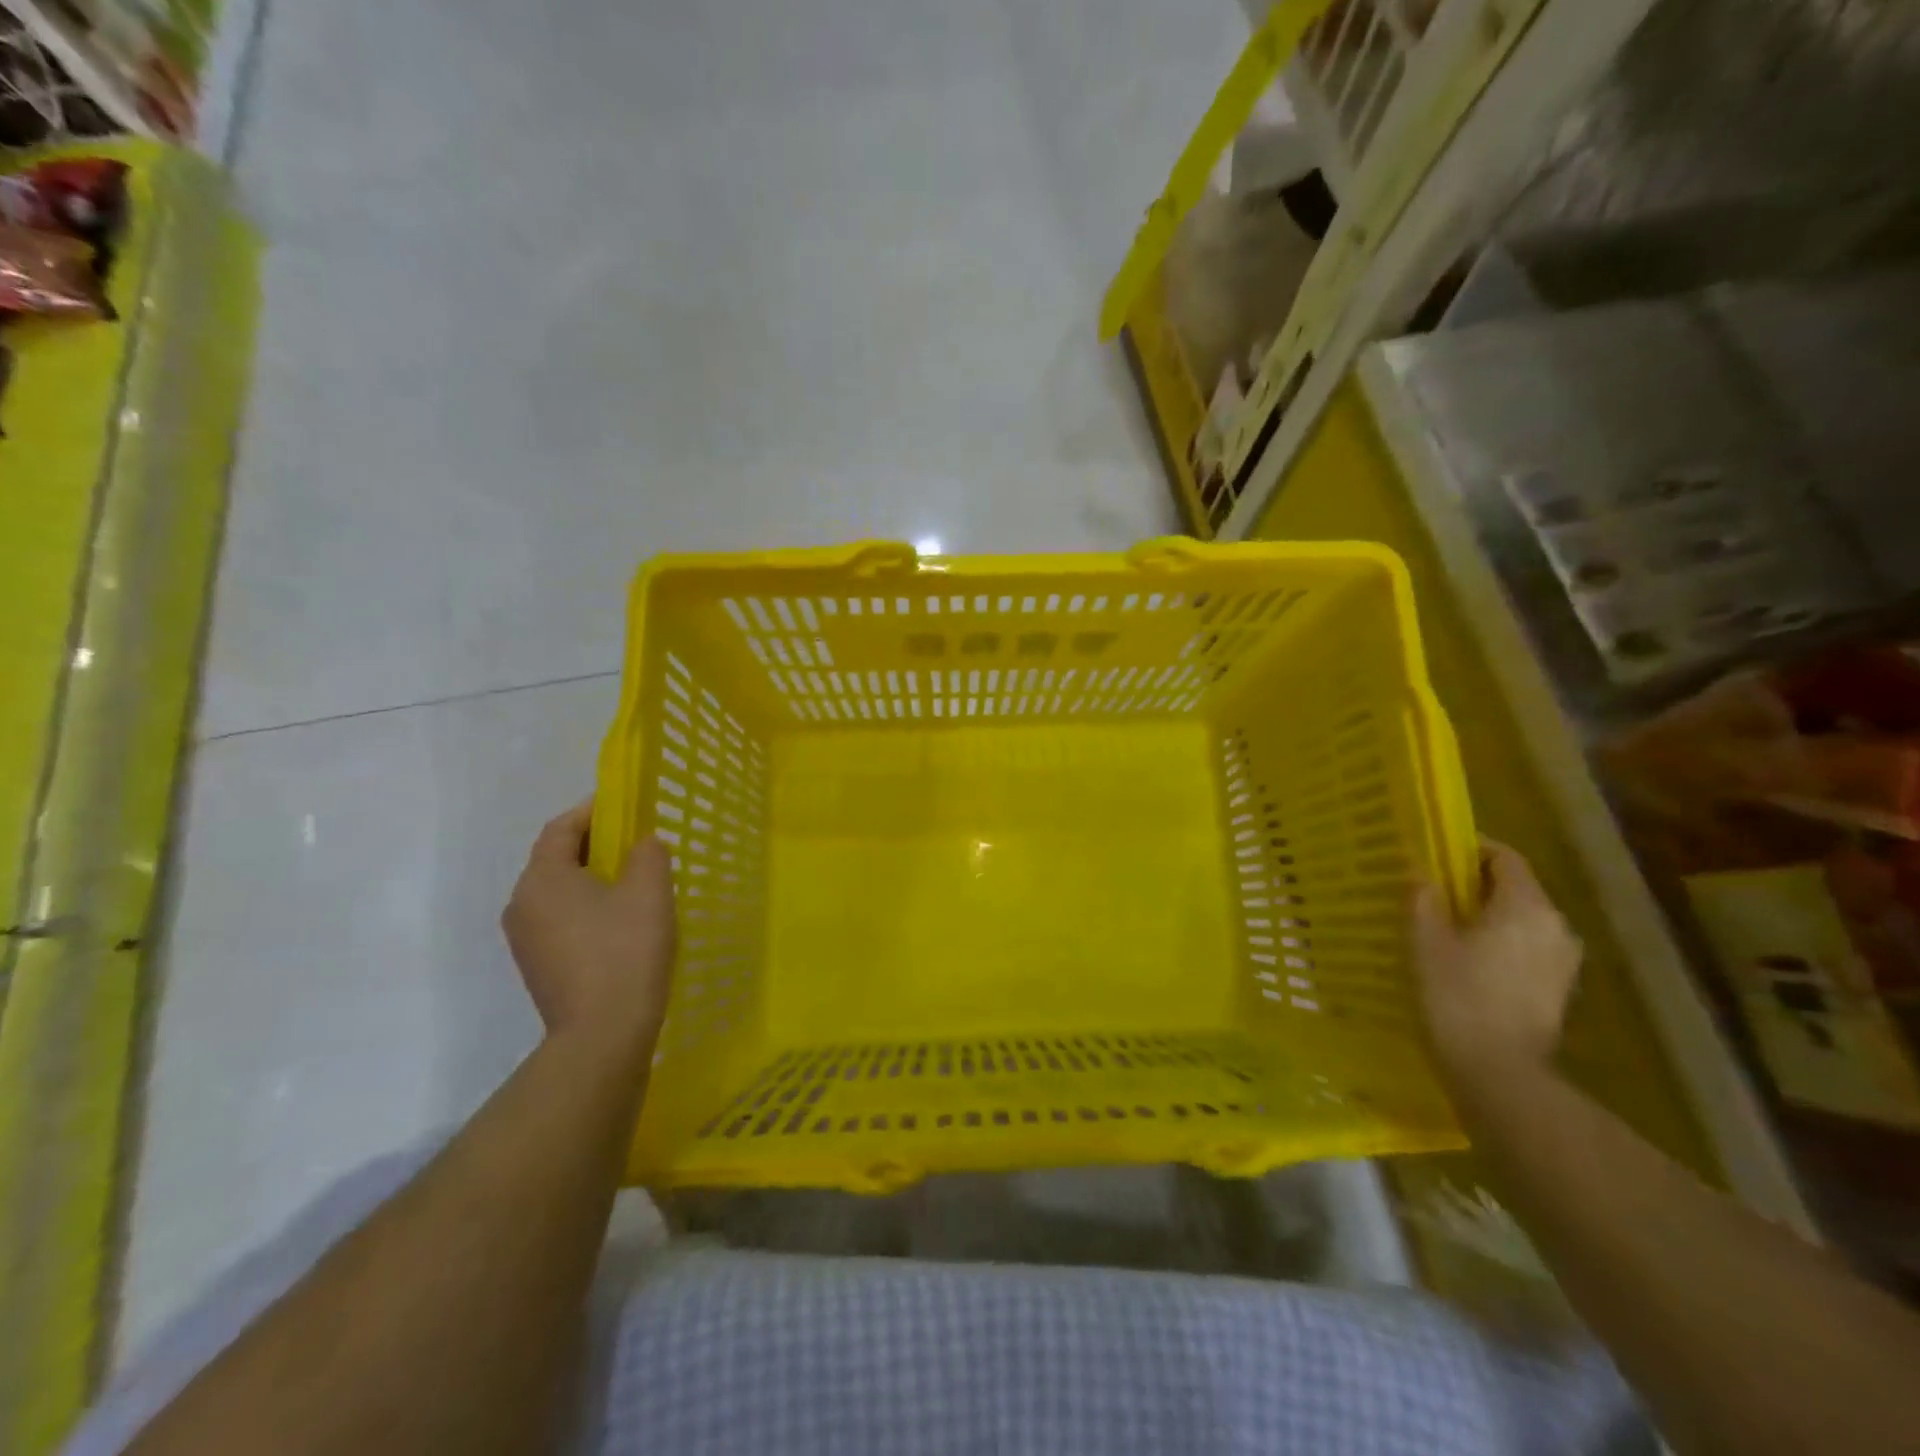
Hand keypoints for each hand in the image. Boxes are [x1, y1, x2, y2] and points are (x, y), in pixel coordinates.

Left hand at [502, 801, 675, 1059]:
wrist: (602, 1035)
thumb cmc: (625, 952)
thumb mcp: (649, 891)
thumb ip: (648, 853)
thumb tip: (642, 844)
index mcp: (542, 879)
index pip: (561, 828)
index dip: (593, 810)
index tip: (626, 805)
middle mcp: (522, 904)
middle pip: (556, 858)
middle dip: (595, 844)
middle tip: (637, 843)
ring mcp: (525, 939)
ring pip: (559, 891)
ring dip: (592, 878)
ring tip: (634, 882)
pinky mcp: (537, 966)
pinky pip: (561, 919)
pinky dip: (586, 907)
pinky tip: (620, 922)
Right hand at [1410, 840, 1581, 1088]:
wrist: (1500, 1072)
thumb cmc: (1457, 996)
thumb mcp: (1425, 940)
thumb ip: (1423, 897)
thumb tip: (1419, 869)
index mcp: (1526, 906)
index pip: (1505, 857)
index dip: (1470, 849)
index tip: (1436, 854)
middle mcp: (1556, 926)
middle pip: (1516, 887)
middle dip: (1475, 884)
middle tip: (1432, 892)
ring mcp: (1563, 960)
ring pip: (1522, 919)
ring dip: (1487, 915)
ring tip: (1445, 927)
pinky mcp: (1558, 989)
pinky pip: (1527, 947)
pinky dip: (1500, 943)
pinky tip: (1467, 961)